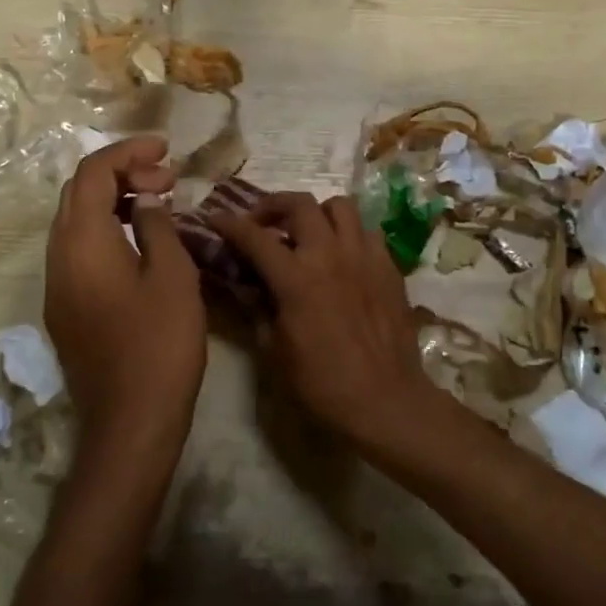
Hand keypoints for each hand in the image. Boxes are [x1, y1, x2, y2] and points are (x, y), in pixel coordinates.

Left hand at [45, 136, 206, 455]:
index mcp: (83, 241)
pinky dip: (108, 230)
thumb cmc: (160, 344)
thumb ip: (157, 227)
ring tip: (160, 201)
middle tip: (168, 176)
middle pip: (78, 193)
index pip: (92, 173)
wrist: (130, 421)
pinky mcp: (65, 308)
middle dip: (121, 173)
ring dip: (114, 201)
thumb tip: (147, 201)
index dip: (128, 151)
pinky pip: (80, 250)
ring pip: (77, 222)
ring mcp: (57, 285)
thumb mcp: (172, 276)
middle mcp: (58, 256)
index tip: (166, 149)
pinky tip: (142, 241)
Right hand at [211, 192, 440, 447]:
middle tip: (263, 224)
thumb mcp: (274, 350)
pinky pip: (368, 232)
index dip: (229, 223)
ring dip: (317, 213)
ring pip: (340, 206)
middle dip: (273, 206)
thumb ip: (257, 308)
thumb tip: (247, 285)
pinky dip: (349, 234)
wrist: (384, 401)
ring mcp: (365, 257)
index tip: (215, 218)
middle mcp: (331, 255)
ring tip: (308, 233)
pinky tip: (343, 256)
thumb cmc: (321, 384)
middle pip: (299, 204)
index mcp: (296, 279)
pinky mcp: (390, 267)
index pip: (255, 237)